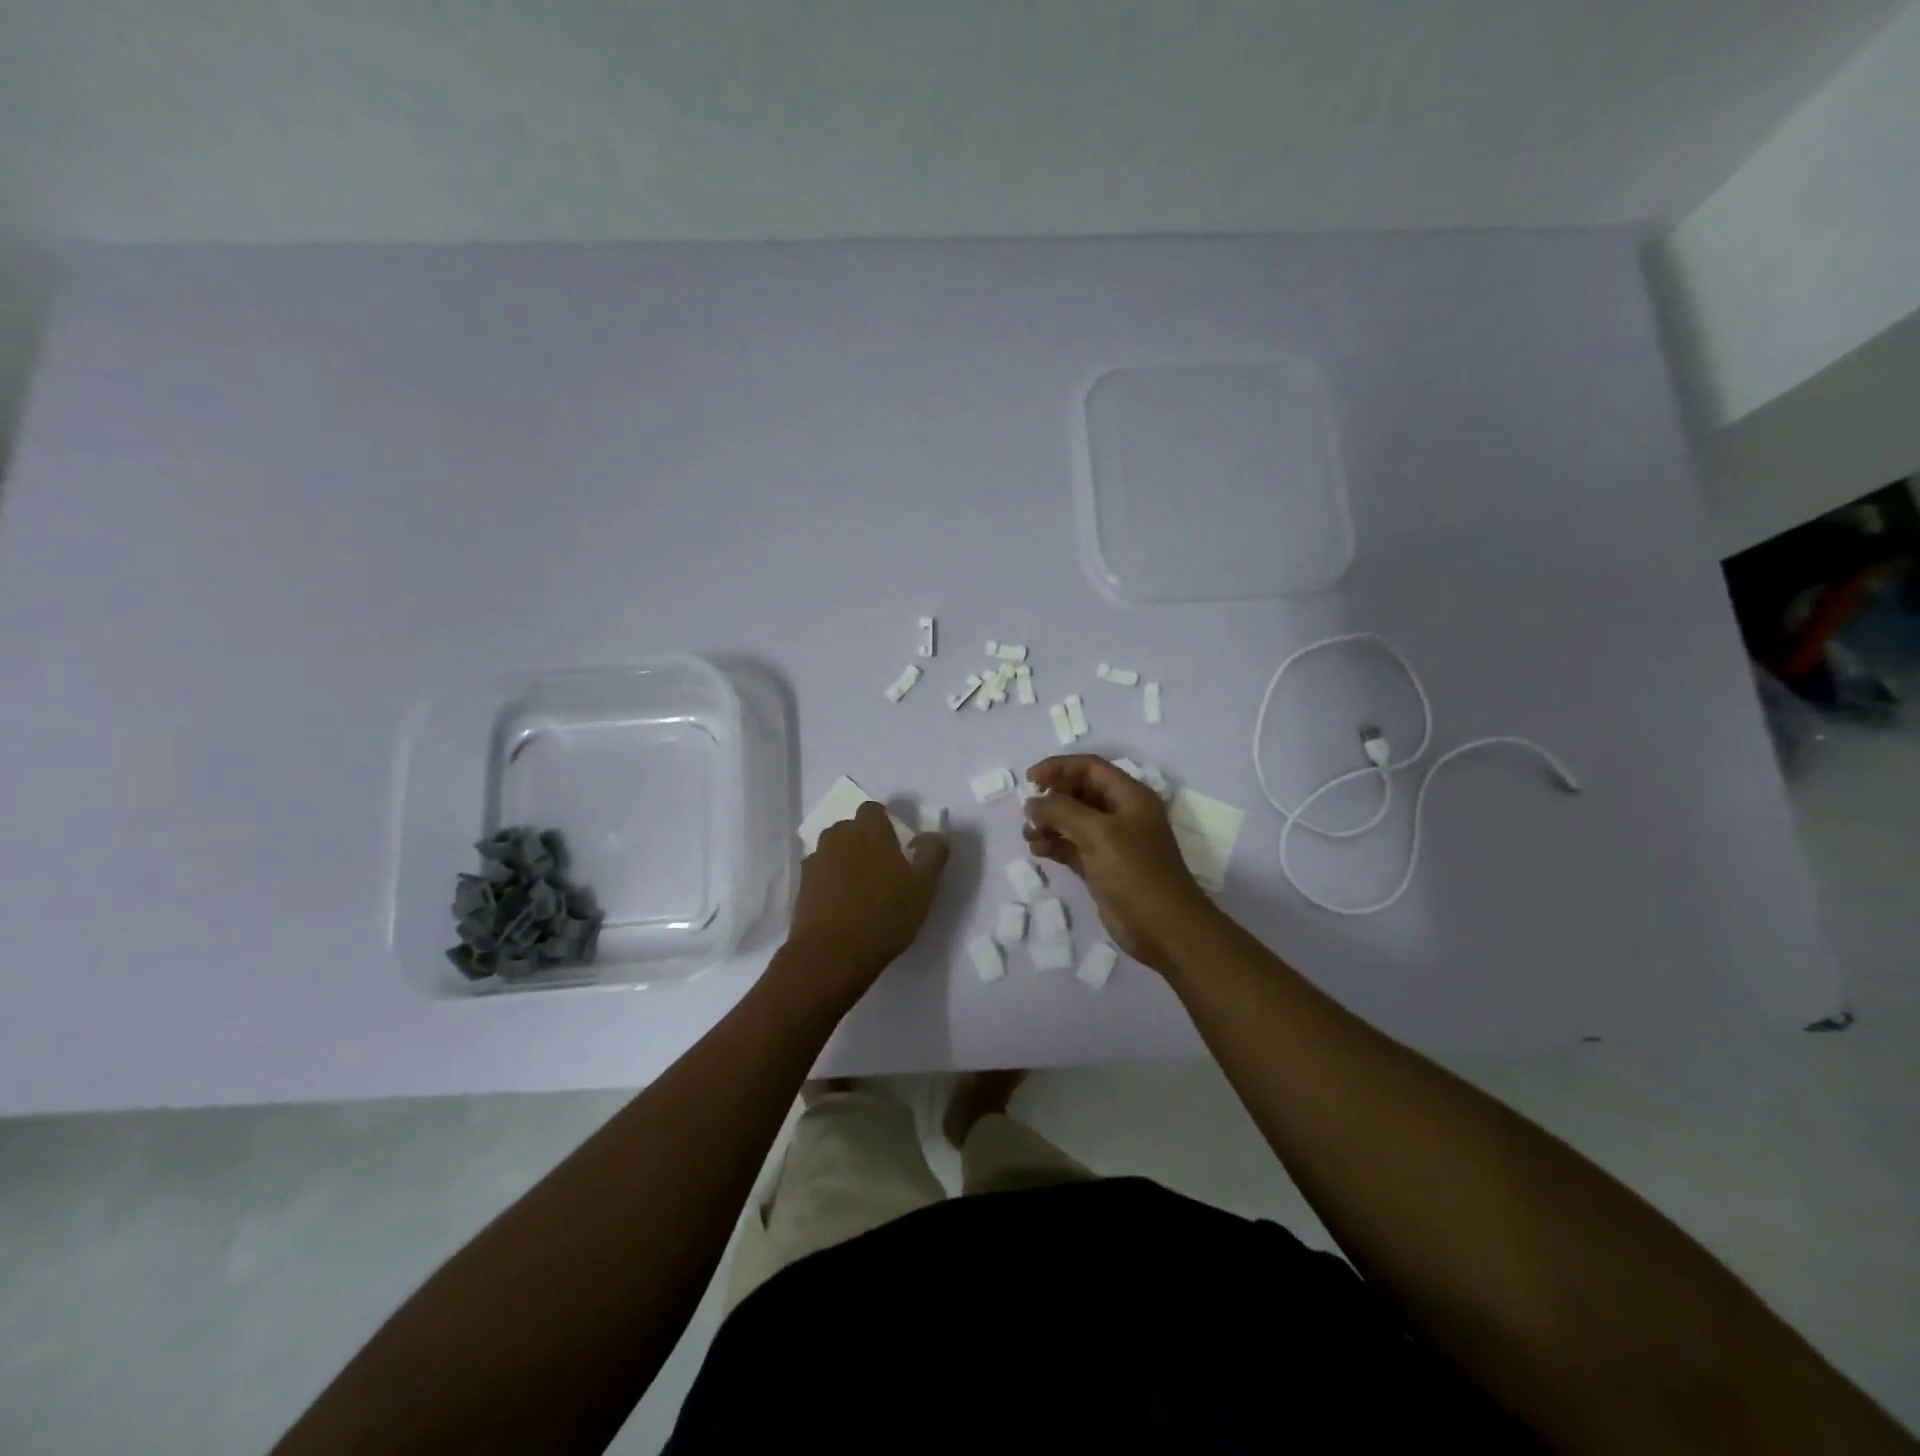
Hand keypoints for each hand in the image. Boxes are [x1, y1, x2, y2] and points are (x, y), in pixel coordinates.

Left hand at [788, 802, 948, 991]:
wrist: (831, 954)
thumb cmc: (885, 916)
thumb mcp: (923, 887)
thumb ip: (932, 854)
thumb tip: (933, 834)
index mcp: (869, 830)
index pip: (874, 810)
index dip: (885, 824)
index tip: (897, 848)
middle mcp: (838, 837)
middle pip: (851, 828)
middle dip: (864, 841)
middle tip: (882, 870)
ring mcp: (816, 860)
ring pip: (834, 849)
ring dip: (846, 859)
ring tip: (860, 888)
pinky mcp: (802, 885)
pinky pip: (820, 872)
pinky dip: (829, 880)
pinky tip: (841, 903)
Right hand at [1024, 755, 1217, 972]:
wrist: (1165, 929)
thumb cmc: (1135, 873)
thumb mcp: (1098, 833)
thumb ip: (1062, 811)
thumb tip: (1033, 804)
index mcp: (1129, 796)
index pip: (1089, 768)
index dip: (1059, 767)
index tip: (1030, 779)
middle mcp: (1121, 814)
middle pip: (1080, 792)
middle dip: (1052, 797)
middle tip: (1027, 812)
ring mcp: (1112, 843)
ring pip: (1073, 821)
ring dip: (1049, 823)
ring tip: (1028, 835)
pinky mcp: (1102, 868)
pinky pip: (1072, 847)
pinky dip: (1054, 845)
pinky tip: (1037, 850)